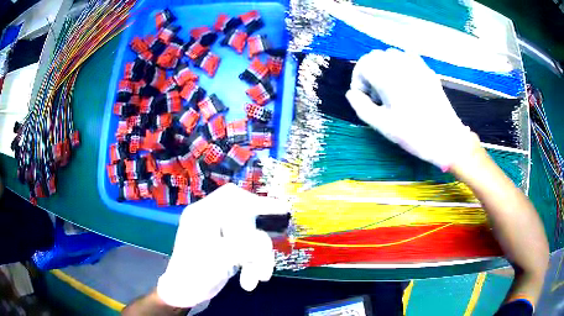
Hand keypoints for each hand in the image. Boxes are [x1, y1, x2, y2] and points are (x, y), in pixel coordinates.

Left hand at [156, 183, 288, 307]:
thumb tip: (265, 240)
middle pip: (245, 218)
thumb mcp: (220, 258)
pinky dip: (253, 263)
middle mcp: (211, 220)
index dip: (256, 200)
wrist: (185, 293)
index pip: (231, 197)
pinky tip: (251, 280)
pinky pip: (247, 249)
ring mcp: (220, 235)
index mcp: (203, 214)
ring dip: (258, 258)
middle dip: (258, 238)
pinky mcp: (226, 249)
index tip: (280, 209)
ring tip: (261, 277)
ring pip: (249, 237)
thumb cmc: (195, 273)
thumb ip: (245, 246)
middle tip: (272, 246)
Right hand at [345, 48, 477, 170]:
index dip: (358, 80)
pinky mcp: (427, 71)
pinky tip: (404, 82)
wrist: (447, 139)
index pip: (363, 64)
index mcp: (388, 77)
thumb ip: (361, 107)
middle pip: (375, 56)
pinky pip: (408, 58)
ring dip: (384, 68)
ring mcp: (417, 66)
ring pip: (391, 55)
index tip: (364, 98)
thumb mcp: (382, 125)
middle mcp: (401, 65)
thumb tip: (351, 93)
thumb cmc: (414, 134)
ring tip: (390, 89)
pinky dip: (400, 65)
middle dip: (370, 72)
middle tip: (376, 96)